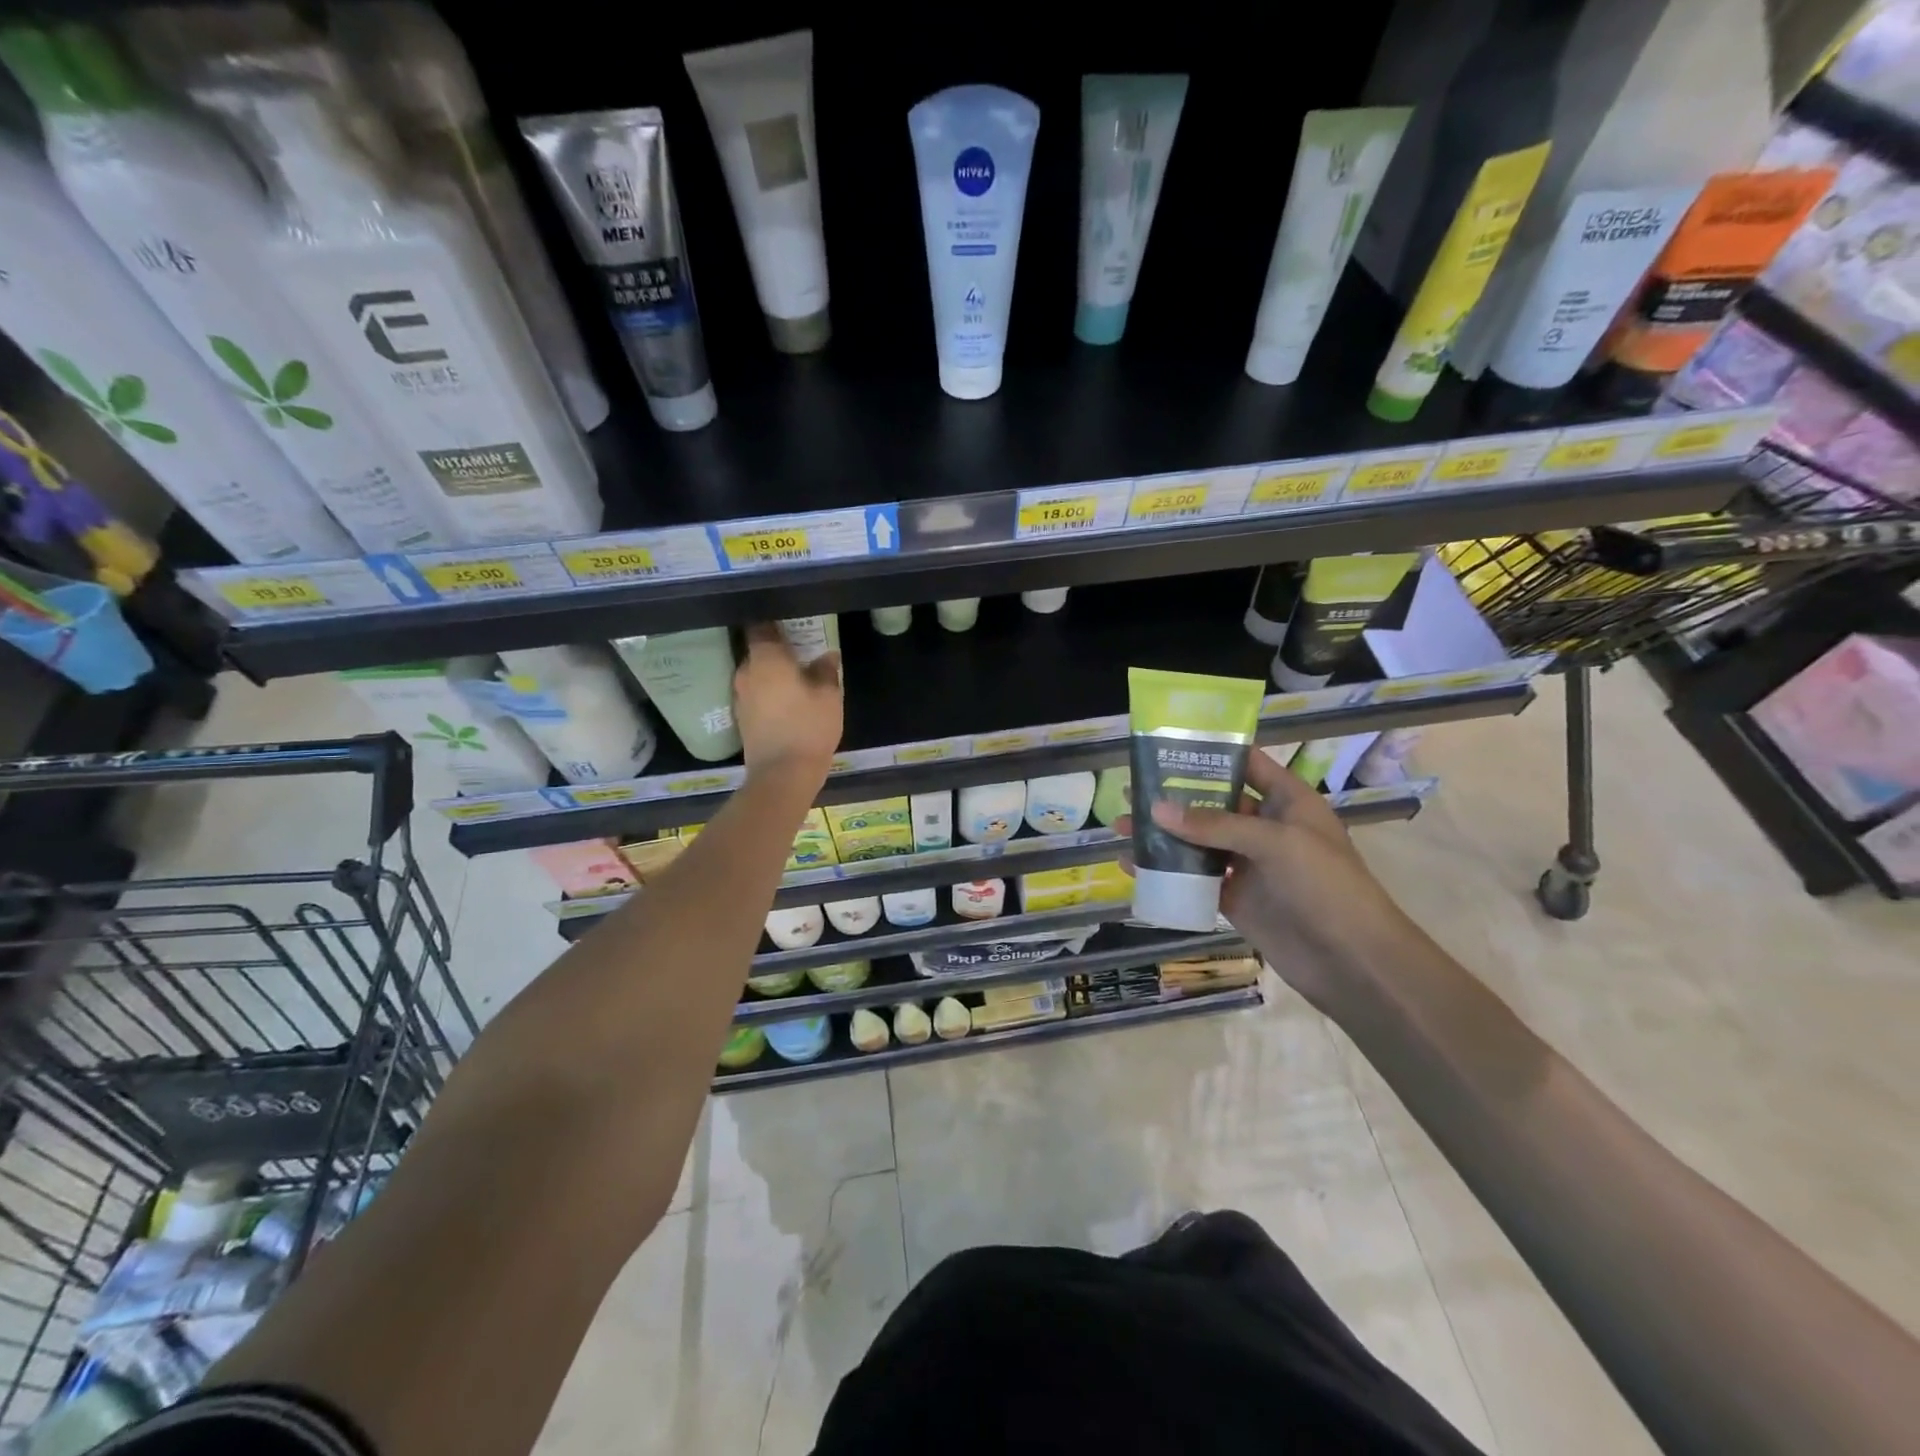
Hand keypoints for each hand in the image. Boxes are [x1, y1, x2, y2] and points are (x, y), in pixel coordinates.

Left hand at [733, 625, 842, 786]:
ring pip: (756, 674)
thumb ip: (826, 670)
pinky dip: (768, 692)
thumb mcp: (829, 696)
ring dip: (772, 673)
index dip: (774, 621)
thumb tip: (827, 655)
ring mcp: (740, 696)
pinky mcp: (742, 718)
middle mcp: (746, 672)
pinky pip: (756, 694)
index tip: (791, 622)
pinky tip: (787, 700)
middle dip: (776, 649)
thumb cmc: (808, 727)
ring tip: (796, 676)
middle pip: (757, 650)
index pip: (760, 626)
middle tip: (800, 650)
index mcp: (765, 659)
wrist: (782, 775)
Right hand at [1116, 750, 1425, 1014]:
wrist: (1354, 962)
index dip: (1211, 753)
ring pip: (1199, 842)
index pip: (1246, 764)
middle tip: (1131, 790)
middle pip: (1214, 803)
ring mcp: (1249, 865)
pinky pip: (1195, 878)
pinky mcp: (1235, 899)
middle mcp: (1266, 827)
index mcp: (1287, 801)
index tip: (1167, 746)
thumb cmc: (1326, 885)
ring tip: (1122, 826)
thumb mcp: (1275, 842)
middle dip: (1174, 796)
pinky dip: (1167, 872)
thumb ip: (1215, 825)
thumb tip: (1155, 809)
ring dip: (1164, 835)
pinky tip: (1133, 866)